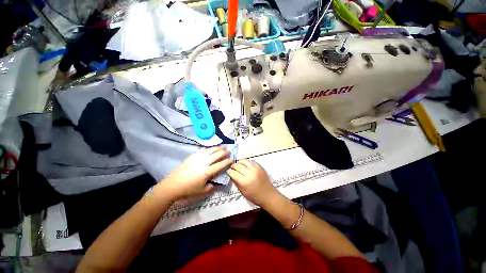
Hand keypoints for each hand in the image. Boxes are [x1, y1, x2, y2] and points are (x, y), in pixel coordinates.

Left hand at [156, 146, 230, 200]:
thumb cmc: (188, 189)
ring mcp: (197, 158)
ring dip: (217, 148)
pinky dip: (207, 148)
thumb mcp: (202, 191)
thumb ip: (211, 187)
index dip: (226, 162)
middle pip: (216, 155)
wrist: (172, 185)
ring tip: (222, 146)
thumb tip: (215, 184)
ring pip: (210, 150)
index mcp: (207, 172)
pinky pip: (201, 150)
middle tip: (228, 151)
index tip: (231, 160)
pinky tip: (209, 148)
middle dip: (224, 152)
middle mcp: (204, 163)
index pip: (220, 165)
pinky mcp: (192, 157)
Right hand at [227, 159, 279, 206]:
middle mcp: (249, 173)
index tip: (227, 171)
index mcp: (244, 181)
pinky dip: (247, 163)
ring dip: (239, 162)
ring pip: (244, 161)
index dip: (229, 171)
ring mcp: (255, 169)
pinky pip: (251, 161)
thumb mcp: (243, 192)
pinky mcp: (260, 167)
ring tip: (238, 165)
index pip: (233, 173)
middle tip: (232, 168)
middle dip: (233, 166)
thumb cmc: (255, 196)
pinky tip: (246, 166)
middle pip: (238, 165)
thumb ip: (236, 182)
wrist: (268, 195)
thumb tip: (231, 175)